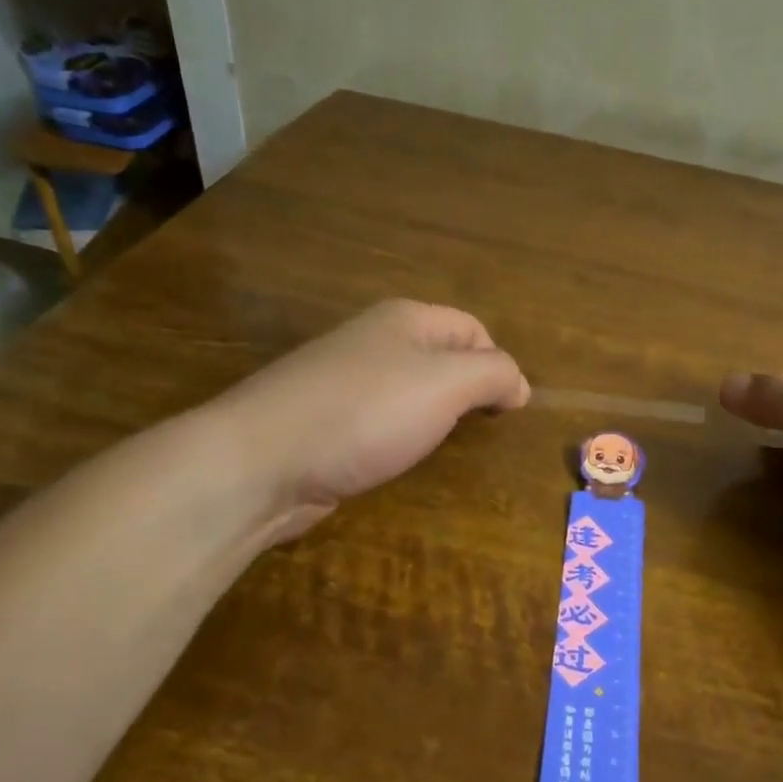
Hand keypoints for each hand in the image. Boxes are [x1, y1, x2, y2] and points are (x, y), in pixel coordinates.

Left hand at [217, 300, 528, 537]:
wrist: (263, 461)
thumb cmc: (365, 413)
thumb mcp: (446, 384)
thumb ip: (493, 375)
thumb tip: (520, 385)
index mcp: (406, 320)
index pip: (473, 329)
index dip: (498, 365)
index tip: (508, 411)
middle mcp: (375, 341)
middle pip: (442, 359)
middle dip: (467, 393)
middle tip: (477, 432)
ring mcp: (345, 381)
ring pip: (410, 393)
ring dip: (433, 419)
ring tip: (440, 447)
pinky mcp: (327, 421)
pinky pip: (380, 421)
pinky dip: (399, 438)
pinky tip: (396, 458)